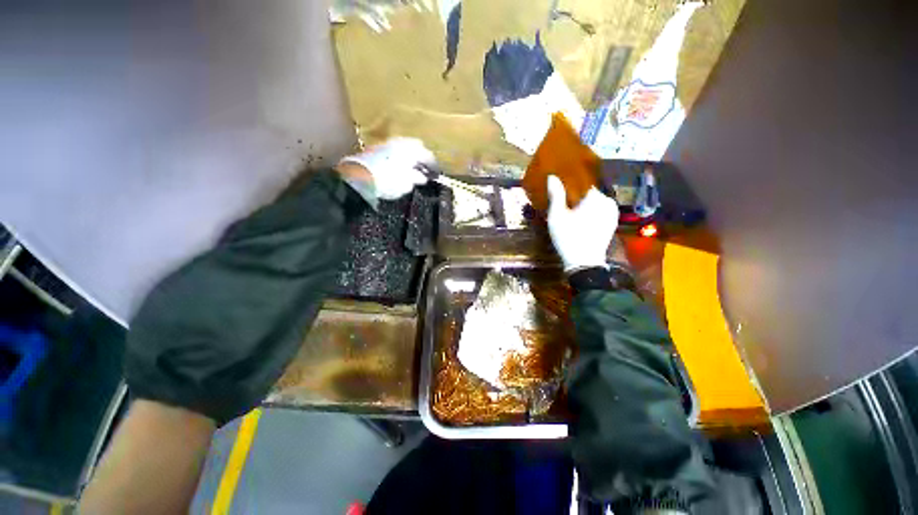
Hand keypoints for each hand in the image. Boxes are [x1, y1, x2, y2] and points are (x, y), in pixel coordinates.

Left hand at [337, 137, 433, 204]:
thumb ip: (416, 178)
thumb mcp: (406, 183)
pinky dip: (398, 157)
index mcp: (411, 149)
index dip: (433, 165)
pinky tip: (397, 166)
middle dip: (421, 156)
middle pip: (416, 146)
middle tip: (424, 168)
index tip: (436, 173)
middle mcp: (400, 142)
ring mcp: (386, 143)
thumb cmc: (388, 181)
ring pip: (403, 147)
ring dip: (409, 156)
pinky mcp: (375, 148)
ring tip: (411, 168)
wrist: (359, 177)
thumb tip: (422, 177)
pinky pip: (393, 150)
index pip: (428, 155)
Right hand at [546, 175, 618, 271]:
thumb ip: (556, 194)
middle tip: (564, 203)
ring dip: (585, 204)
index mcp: (595, 197)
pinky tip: (580, 219)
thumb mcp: (557, 215)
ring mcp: (613, 213)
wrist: (583, 261)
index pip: (583, 183)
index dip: (571, 185)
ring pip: (596, 202)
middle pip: (589, 193)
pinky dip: (592, 212)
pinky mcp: (612, 223)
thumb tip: (552, 177)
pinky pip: (600, 211)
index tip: (561, 190)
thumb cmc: (568, 236)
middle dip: (578, 196)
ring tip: (571, 210)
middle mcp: (608, 201)